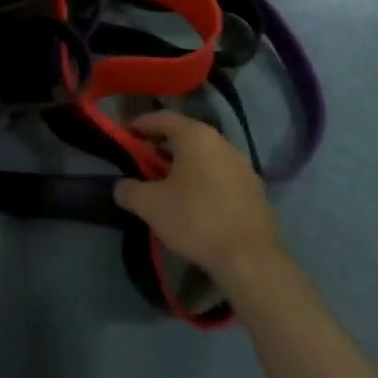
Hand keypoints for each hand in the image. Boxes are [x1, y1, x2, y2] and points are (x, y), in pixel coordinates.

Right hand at [114, 111, 283, 285]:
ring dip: (183, 165)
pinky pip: (221, 175)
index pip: (162, 118)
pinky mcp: (255, 190)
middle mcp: (222, 143)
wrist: (250, 259)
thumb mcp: (148, 205)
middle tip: (143, 164)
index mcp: (196, 137)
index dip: (140, 124)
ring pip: (204, 157)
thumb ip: (128, 189)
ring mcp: (243, 166)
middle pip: (185, 136)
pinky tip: (194, 203)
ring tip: (167, 186)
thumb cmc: (195, 219)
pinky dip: (203, 180)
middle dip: (161, 147)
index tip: (124, 135)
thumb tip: (122, 186)